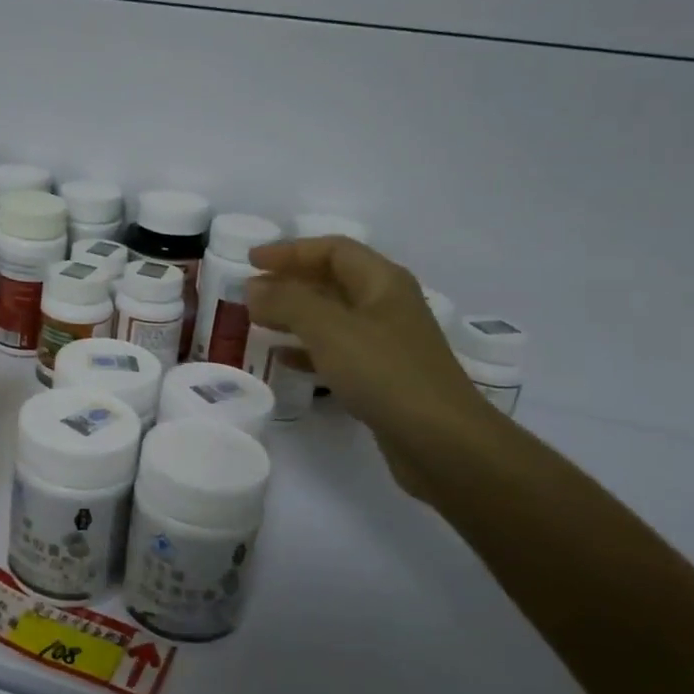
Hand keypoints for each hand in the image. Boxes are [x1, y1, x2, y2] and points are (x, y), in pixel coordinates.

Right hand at [245, 236, 496, 501]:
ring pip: (332, 317)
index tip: (251, 260)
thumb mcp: (329, 329)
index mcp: (382, 282)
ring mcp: (387, 343)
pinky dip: (308, 349)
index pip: (332, 250)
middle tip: (250, 292)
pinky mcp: (383, 378)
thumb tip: (254, 287)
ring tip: (258, 321)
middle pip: (333, 280)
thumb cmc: (385, 373)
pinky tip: (282, 359)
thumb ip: (287, 302)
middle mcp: (387, 306)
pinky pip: (337, 352)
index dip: (290, 251)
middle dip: (290, 281)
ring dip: (295, 315)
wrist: (443, 443)